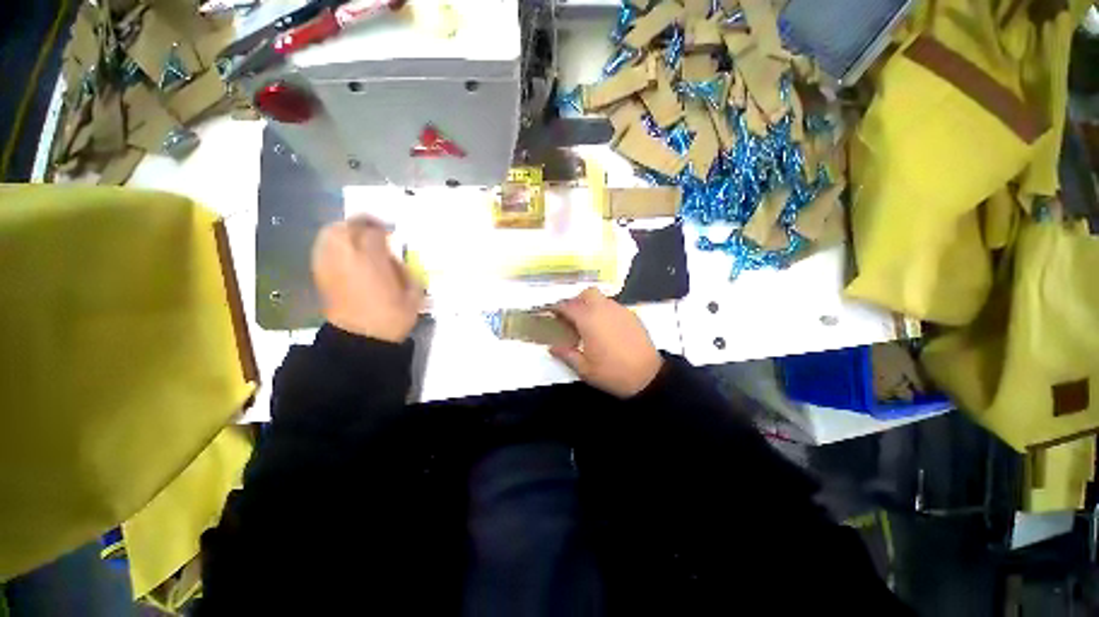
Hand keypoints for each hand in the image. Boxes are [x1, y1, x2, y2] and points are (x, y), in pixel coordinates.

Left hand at [312, 216, 423, 342]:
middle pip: (348, 227)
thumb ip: (405, 270)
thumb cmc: (392, 317)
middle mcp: (347, 256)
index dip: (383, 228)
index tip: (392, 232)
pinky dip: (332, 243)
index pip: (374, 231)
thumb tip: (394, 258)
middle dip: (362, 223)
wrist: (362, 339)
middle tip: (374, 228)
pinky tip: (344, 250)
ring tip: (357, 236)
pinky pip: (322, 248)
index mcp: (372, 260)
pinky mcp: (321, 274)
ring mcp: (330, 264)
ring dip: (344, 230)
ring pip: (330, 234)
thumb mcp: (413, 293)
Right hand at [550, 288, 662, 397]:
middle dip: (577, 300)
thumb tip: (552, 347)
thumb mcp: (585, 369)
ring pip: (602, 298)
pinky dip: (606, 312)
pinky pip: (614, 307)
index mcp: (589, 320)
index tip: (551, 313)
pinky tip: (607, 329)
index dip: (557, 308)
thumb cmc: (612, 373)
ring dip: (592, 305)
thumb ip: (566, 354)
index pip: (568, 306)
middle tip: (573, 317)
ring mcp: (620, 311)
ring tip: (590, 324)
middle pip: (587, 293)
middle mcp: (604, 309)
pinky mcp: (633, 316)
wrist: (648, 377)